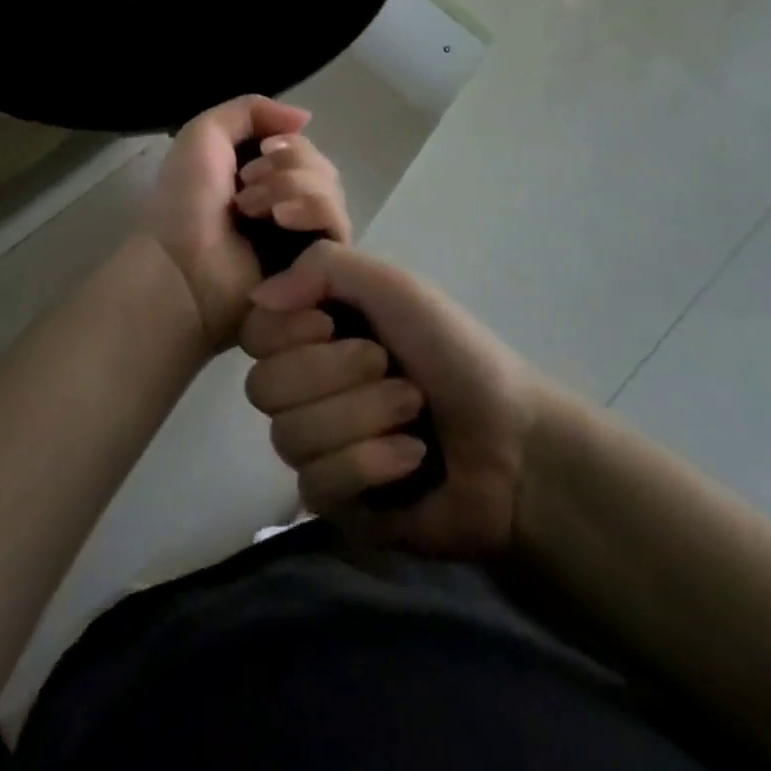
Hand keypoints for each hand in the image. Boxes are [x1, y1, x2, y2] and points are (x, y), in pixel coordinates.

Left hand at [138, 95, 351, 355]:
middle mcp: (286, 203)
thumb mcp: (205, 133)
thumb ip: (252, 109)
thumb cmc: (184, 201)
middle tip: (246, 184)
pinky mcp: (318, 266)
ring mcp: (303, 236)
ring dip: (293, 187)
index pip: (303, 148)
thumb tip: (305, 118)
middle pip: (321, 166)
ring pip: (331, 190)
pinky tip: (282, 218)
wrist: (180, 266)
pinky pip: (337, 223)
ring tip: (252, 208)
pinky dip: (313, 209)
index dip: (290, 144)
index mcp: (262, 177)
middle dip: (290, 166)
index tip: (263, 150)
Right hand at [240, 243, 541, 559]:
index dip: (289, 331)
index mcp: (317, 332)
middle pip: (264, 387)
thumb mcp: (396, 288)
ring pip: (289, 438)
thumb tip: (256, 296)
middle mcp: (308, 386)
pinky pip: (317, 485)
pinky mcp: (336, 503)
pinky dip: (372, 464)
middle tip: (391, 370)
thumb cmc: (455, 354)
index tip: (333, 324)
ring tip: (413, 417)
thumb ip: (323, 267)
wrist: (516, 444)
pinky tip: (411, 459)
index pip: (255, 331)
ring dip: (363, 419)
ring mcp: (318, 447)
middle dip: (337, 376)